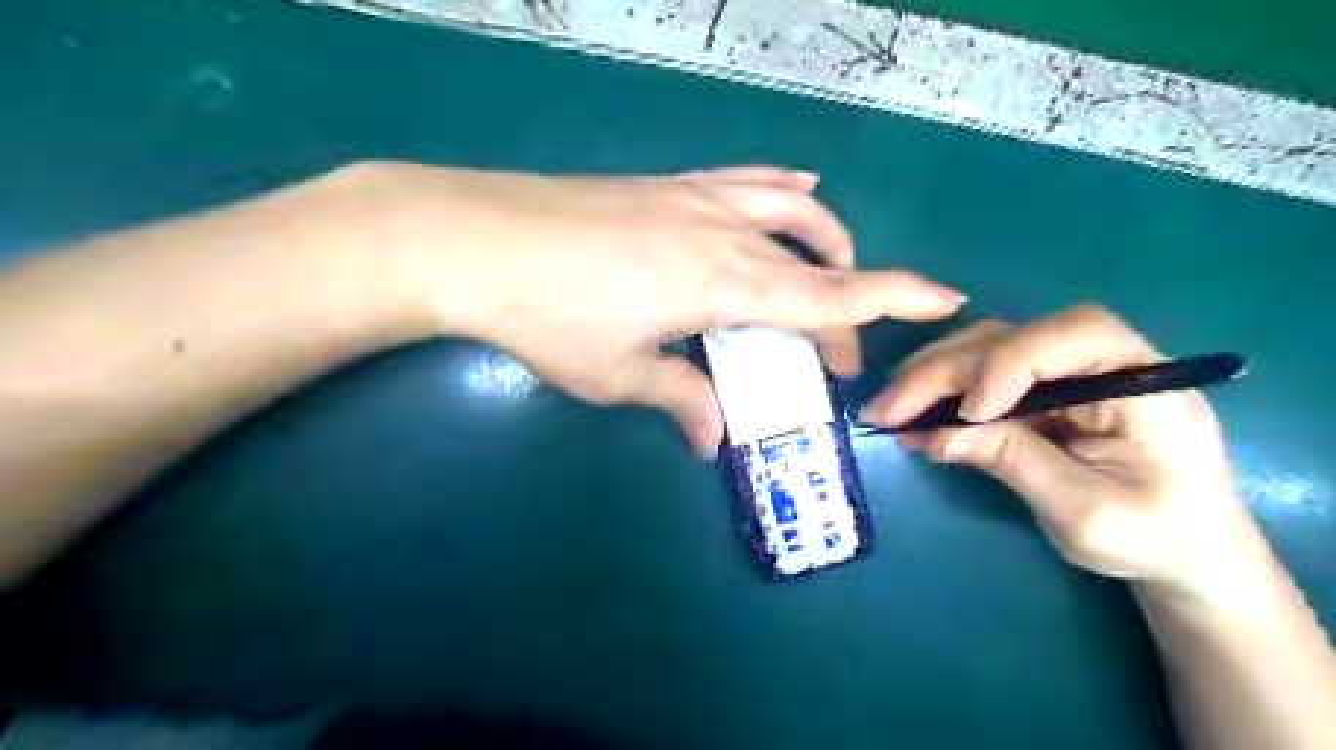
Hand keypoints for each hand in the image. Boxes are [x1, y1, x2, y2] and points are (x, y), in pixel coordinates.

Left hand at [349, 162, 966, 453]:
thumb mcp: (618, 374)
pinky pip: (746, 181)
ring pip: (790, 209)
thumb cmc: (550, 316)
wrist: (476, 239)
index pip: (832, 295)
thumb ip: (679, 399)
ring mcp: (696, 199)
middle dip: (843, 305)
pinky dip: (782, 192)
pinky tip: (794, 192)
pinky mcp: (666, 184)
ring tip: (832, 268)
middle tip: (835, 353)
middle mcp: (726, 233)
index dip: (895, 298)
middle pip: (815, 264)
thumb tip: (713, 437)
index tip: (947, 298)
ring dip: (825, 241)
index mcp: (725, 284)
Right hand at [856, 301, 1264, 600]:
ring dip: (930, 376)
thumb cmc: (1153, 539)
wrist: (1182, 555)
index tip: (971, 413)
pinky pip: (979, 376)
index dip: (1012, 362)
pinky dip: (939, 393)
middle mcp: (1102, 361)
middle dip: (943, 373)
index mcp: (1145, 382)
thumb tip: (934, 434)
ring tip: (887, 411)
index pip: (1076, 334)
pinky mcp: (1038, 390)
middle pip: (1012, 339)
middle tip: (887, 410)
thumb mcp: (1084, 511)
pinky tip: (909, 416)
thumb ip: (1013, 462)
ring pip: (985, 349)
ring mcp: (1065, 372)